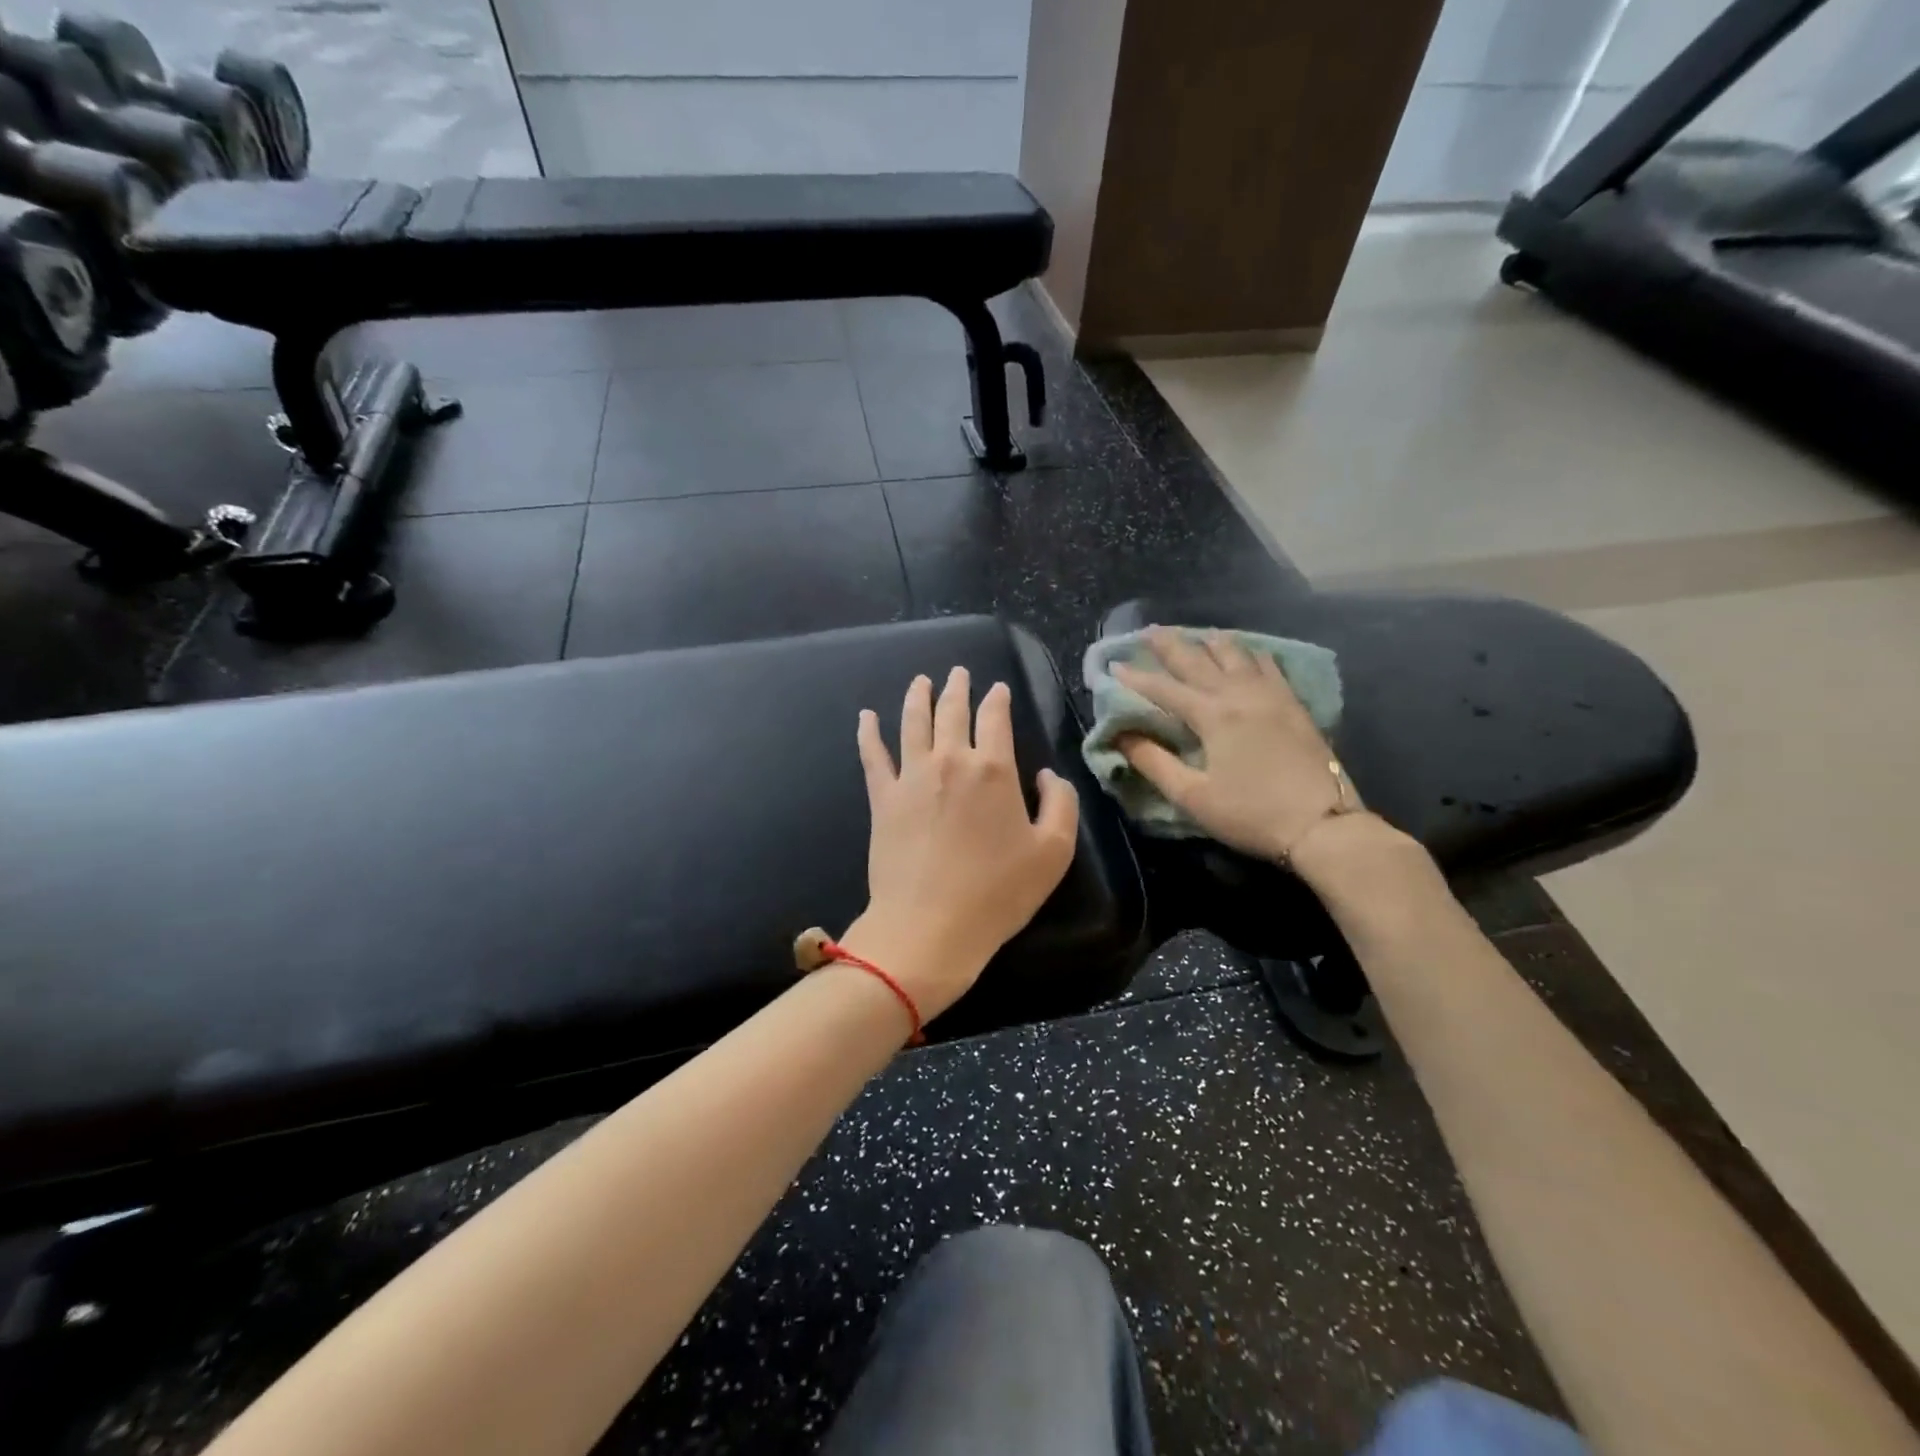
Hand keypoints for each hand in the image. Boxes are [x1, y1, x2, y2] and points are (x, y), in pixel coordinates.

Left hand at [843, 667, 1079, 1019]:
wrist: (929, 926)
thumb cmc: (998, 893)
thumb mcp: (1053, 853)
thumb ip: (1061, 804)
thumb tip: (1048, 775)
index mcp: (994, 769)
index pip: (996, 718)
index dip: (998, 699)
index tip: (997, 689)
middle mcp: (951, 761)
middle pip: (952, 711)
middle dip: (958, 688)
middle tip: (958, 673)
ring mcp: (911, 776)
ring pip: (913, 722)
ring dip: (918, 697)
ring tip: (921, 681)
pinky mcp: (883, 798)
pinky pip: (873, 755)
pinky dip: (869, 732)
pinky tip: (866, 716)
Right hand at [1114, 628, 1352, 865]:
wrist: (1323, 826)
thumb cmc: (1251, 814)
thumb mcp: (1193, 796)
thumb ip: (1154, 763)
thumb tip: (1122, 736)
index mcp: (1213, 715)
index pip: (1165, 689)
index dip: (1136, 678)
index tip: (1113, 665)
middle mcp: (1240, 694)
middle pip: (1199, 660)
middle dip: (1170, 645)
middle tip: (1148, 631)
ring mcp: (1271, 695)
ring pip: (1237, 655)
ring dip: (1211, 642)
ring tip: (1197, 635)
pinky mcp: (1294, 705)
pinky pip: (1268, 665)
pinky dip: (1250, 653)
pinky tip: (1247, 654)